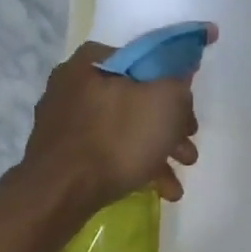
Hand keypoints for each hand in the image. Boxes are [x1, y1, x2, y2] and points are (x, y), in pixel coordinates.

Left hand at [15, 31, 214, 213]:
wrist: (62, 191)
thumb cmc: (117, 138)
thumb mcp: (165, 101)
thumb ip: (179, 82)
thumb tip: (182, 73)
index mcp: (94, 60)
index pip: (146, 63)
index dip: (175, 87)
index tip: (189, 115)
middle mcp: (73, 84)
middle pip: (136, 101)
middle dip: (169, 129)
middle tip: (187, 151)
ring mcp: (64, 120)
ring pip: (123, 130)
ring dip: (156, 154)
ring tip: (175, 184)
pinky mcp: (62, 153)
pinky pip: (105, 152)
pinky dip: (132, 167)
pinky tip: (156, 190)